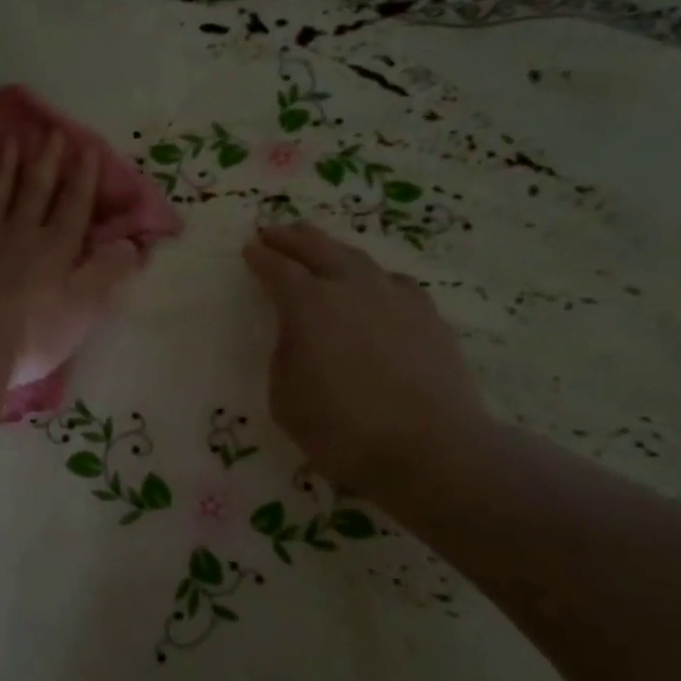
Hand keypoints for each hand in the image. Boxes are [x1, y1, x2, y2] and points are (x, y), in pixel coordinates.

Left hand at [0, 134, 140, 386]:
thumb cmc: (36, 331)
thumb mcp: (85, 306)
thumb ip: (108, 271)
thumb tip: (131, 244)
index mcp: (56, 248)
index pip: (74, 206)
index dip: (83, 177)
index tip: (86, 146)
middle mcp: (20, 237)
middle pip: (36, 193)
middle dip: (47, 162)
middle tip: (51, 132)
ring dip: (5, 172)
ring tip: (9, 143)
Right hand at [242, 222, 492, 501]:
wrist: (431, 449)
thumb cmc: (343, 429)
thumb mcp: (285, 397)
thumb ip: (286, 354)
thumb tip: (298, 335)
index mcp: (309, 305)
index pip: (278, 269)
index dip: (260, 257)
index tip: (249, 248)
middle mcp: (352, 289)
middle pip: (318, 248)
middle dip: (292, 237)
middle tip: (275, 231)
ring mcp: (396, 298)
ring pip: (358, 258)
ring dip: (332, 250)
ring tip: (321, 250)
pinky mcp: (428, 316)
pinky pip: (393, 283)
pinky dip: (373, 278)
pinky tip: (374, 288)